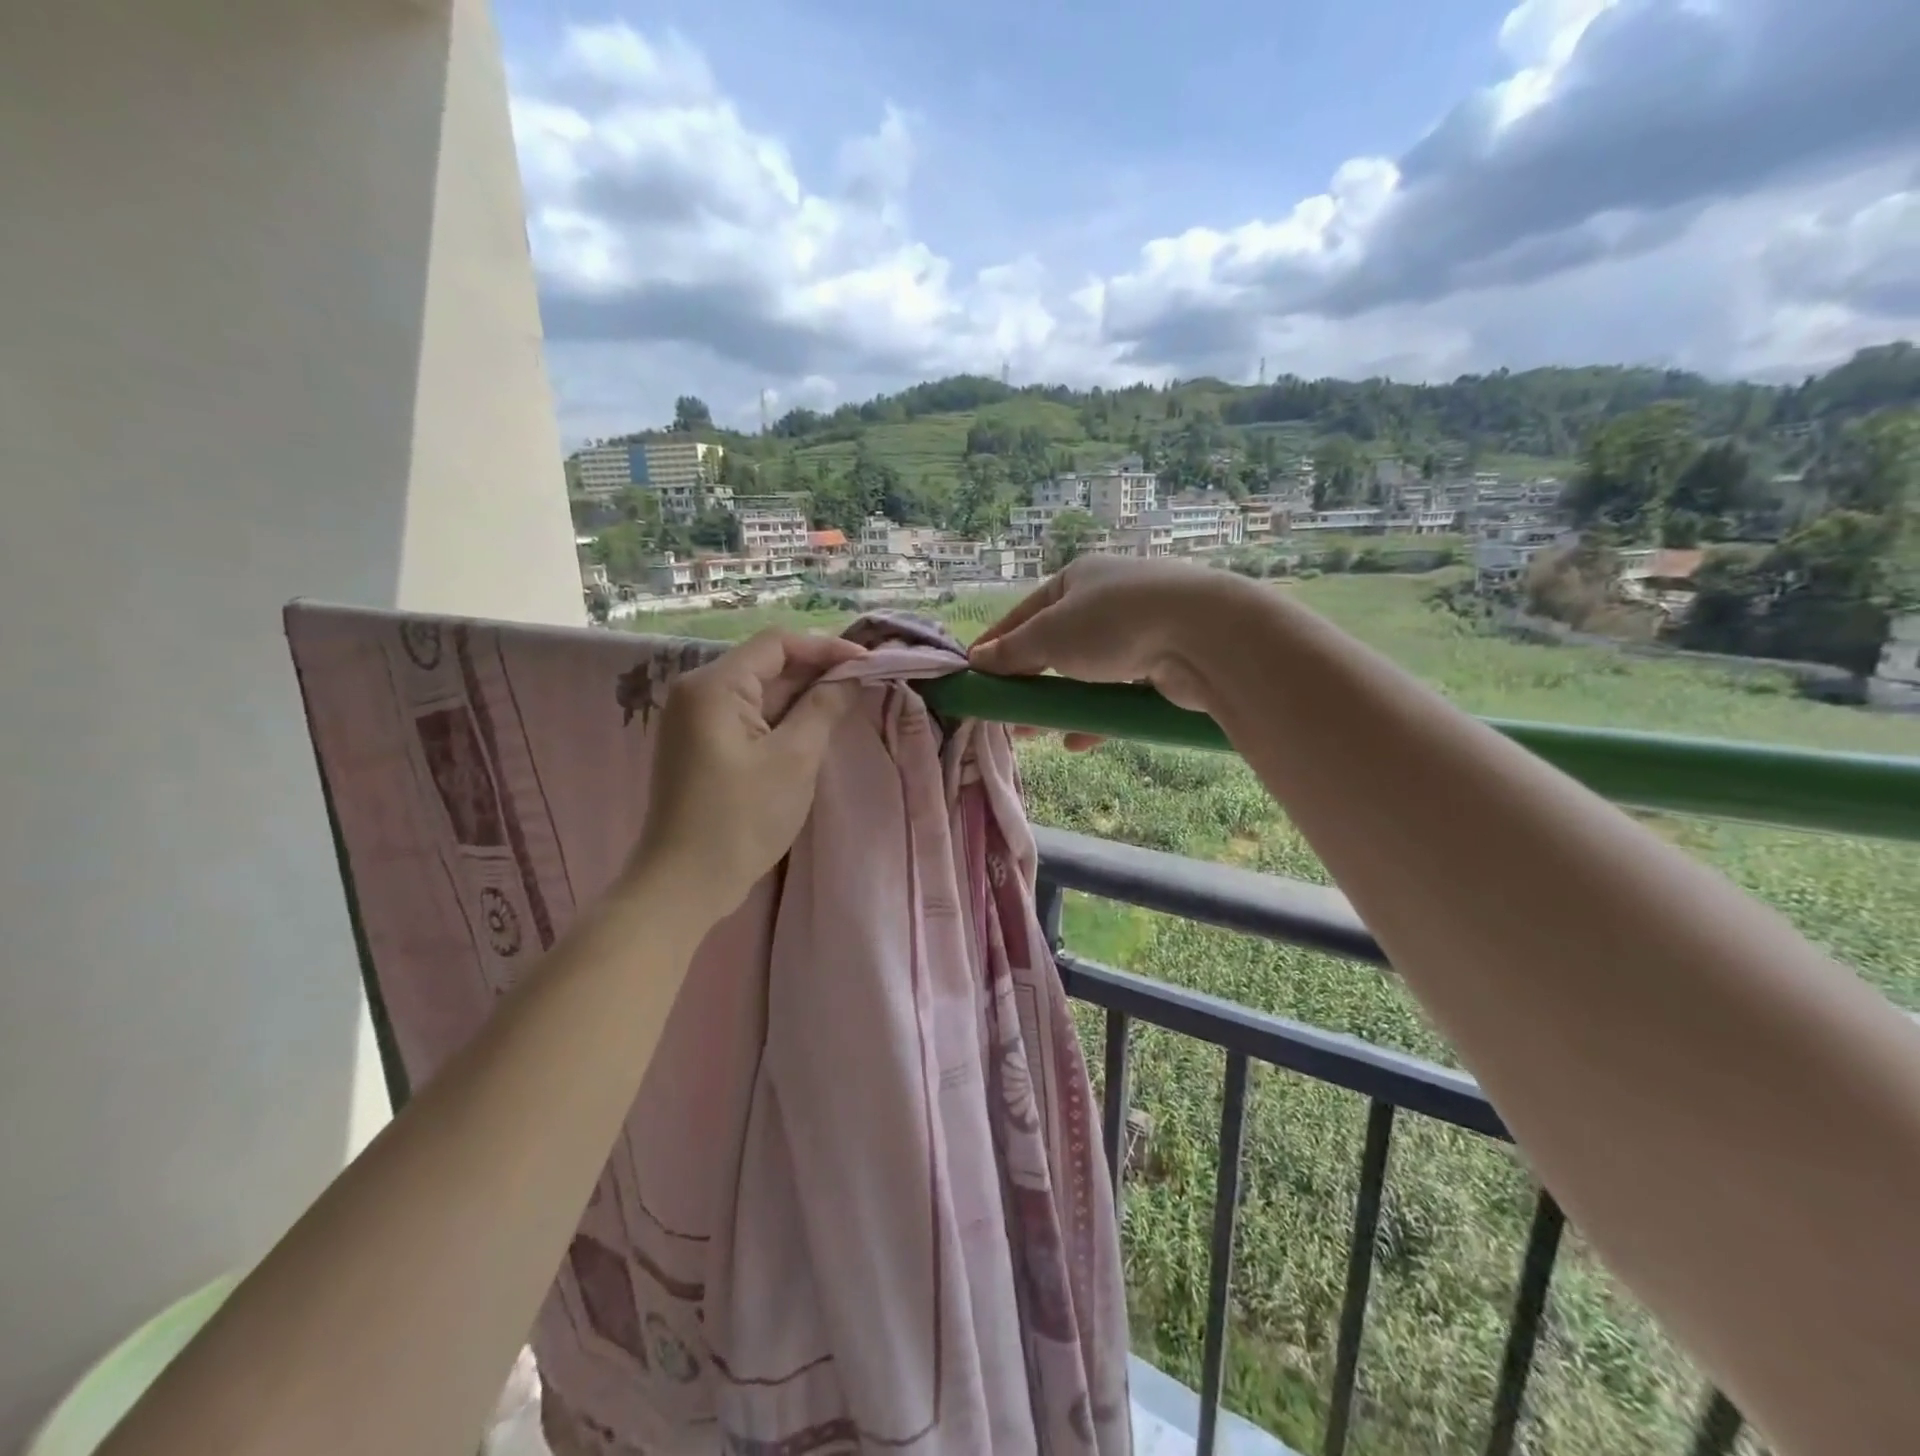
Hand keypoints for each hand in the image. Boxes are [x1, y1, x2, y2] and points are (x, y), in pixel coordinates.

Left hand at [627, 630, 865, 923]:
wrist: (683, 884)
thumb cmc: (740, 819)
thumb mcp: (794, 759)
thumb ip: (824, 708)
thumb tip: (851, 676)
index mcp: (714, 686)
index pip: (777, 644)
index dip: (826, 648)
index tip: (868, 664)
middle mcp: (697, 692)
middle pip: (766, 665)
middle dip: (816, 672)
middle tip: (864, 685)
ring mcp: (695, 719)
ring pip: (759, 692)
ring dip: (802, 696)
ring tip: (847, 705)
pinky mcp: (700, 745)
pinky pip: (748, 717)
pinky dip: (782, 718)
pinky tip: (813, 729)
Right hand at [968, 557, 1250, 744]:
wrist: (1203, 635)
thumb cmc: (1113, 623)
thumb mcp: (1050, 634)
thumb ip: (1013, 651)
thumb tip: (978, 659)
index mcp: (1076, 581)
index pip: (1023, 614)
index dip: (996, 644)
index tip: (974, 673)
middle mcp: (1105, 601)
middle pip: (1054, 646)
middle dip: (1027, 681)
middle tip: (1005, 711)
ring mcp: (1136, 634)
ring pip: (1085, 675)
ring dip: (1059, 703)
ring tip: (1033, 733)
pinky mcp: (1160, 667)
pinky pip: (1116, 695)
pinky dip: (1094, 716)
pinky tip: (1076, 740)